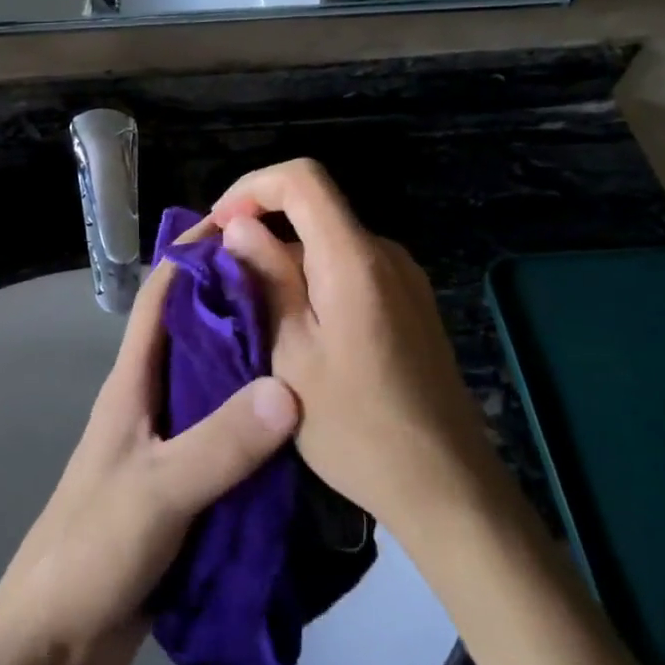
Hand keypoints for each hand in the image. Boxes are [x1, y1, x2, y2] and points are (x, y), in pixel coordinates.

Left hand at [0, 260, 299, 664]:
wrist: (56, 642)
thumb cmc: (92, 547)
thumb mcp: (158, 490)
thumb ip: (220, 443)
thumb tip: (289, 387)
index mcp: (131, 383)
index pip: (161, 297)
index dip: (194, 255)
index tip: (246, 227)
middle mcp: (150, 402)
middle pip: (197, 336)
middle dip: (240, 307)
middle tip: (303, 289)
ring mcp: (167, 445)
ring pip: (216, 388)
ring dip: (254, 368)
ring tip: (315, 348)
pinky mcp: (184, 487)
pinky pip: (226, 441)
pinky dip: (258, 427)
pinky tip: (301, 428)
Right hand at [194, 159, 496, 534]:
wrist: (446, 485)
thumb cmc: (356, 427)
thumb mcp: (292, 355)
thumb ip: (267, 279)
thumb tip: (238, 226)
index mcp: (354, 258)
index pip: (301, 179)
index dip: (251, 187)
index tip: (217, 226)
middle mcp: (384, 253)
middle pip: (313, 209)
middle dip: (260, 228)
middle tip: (220, 276)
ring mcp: (403, 277)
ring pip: (328, 241)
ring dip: (285, 258)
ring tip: (251, 308)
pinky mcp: (410, 302)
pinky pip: (350, 267)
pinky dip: (313, 277)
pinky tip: (295, 325)